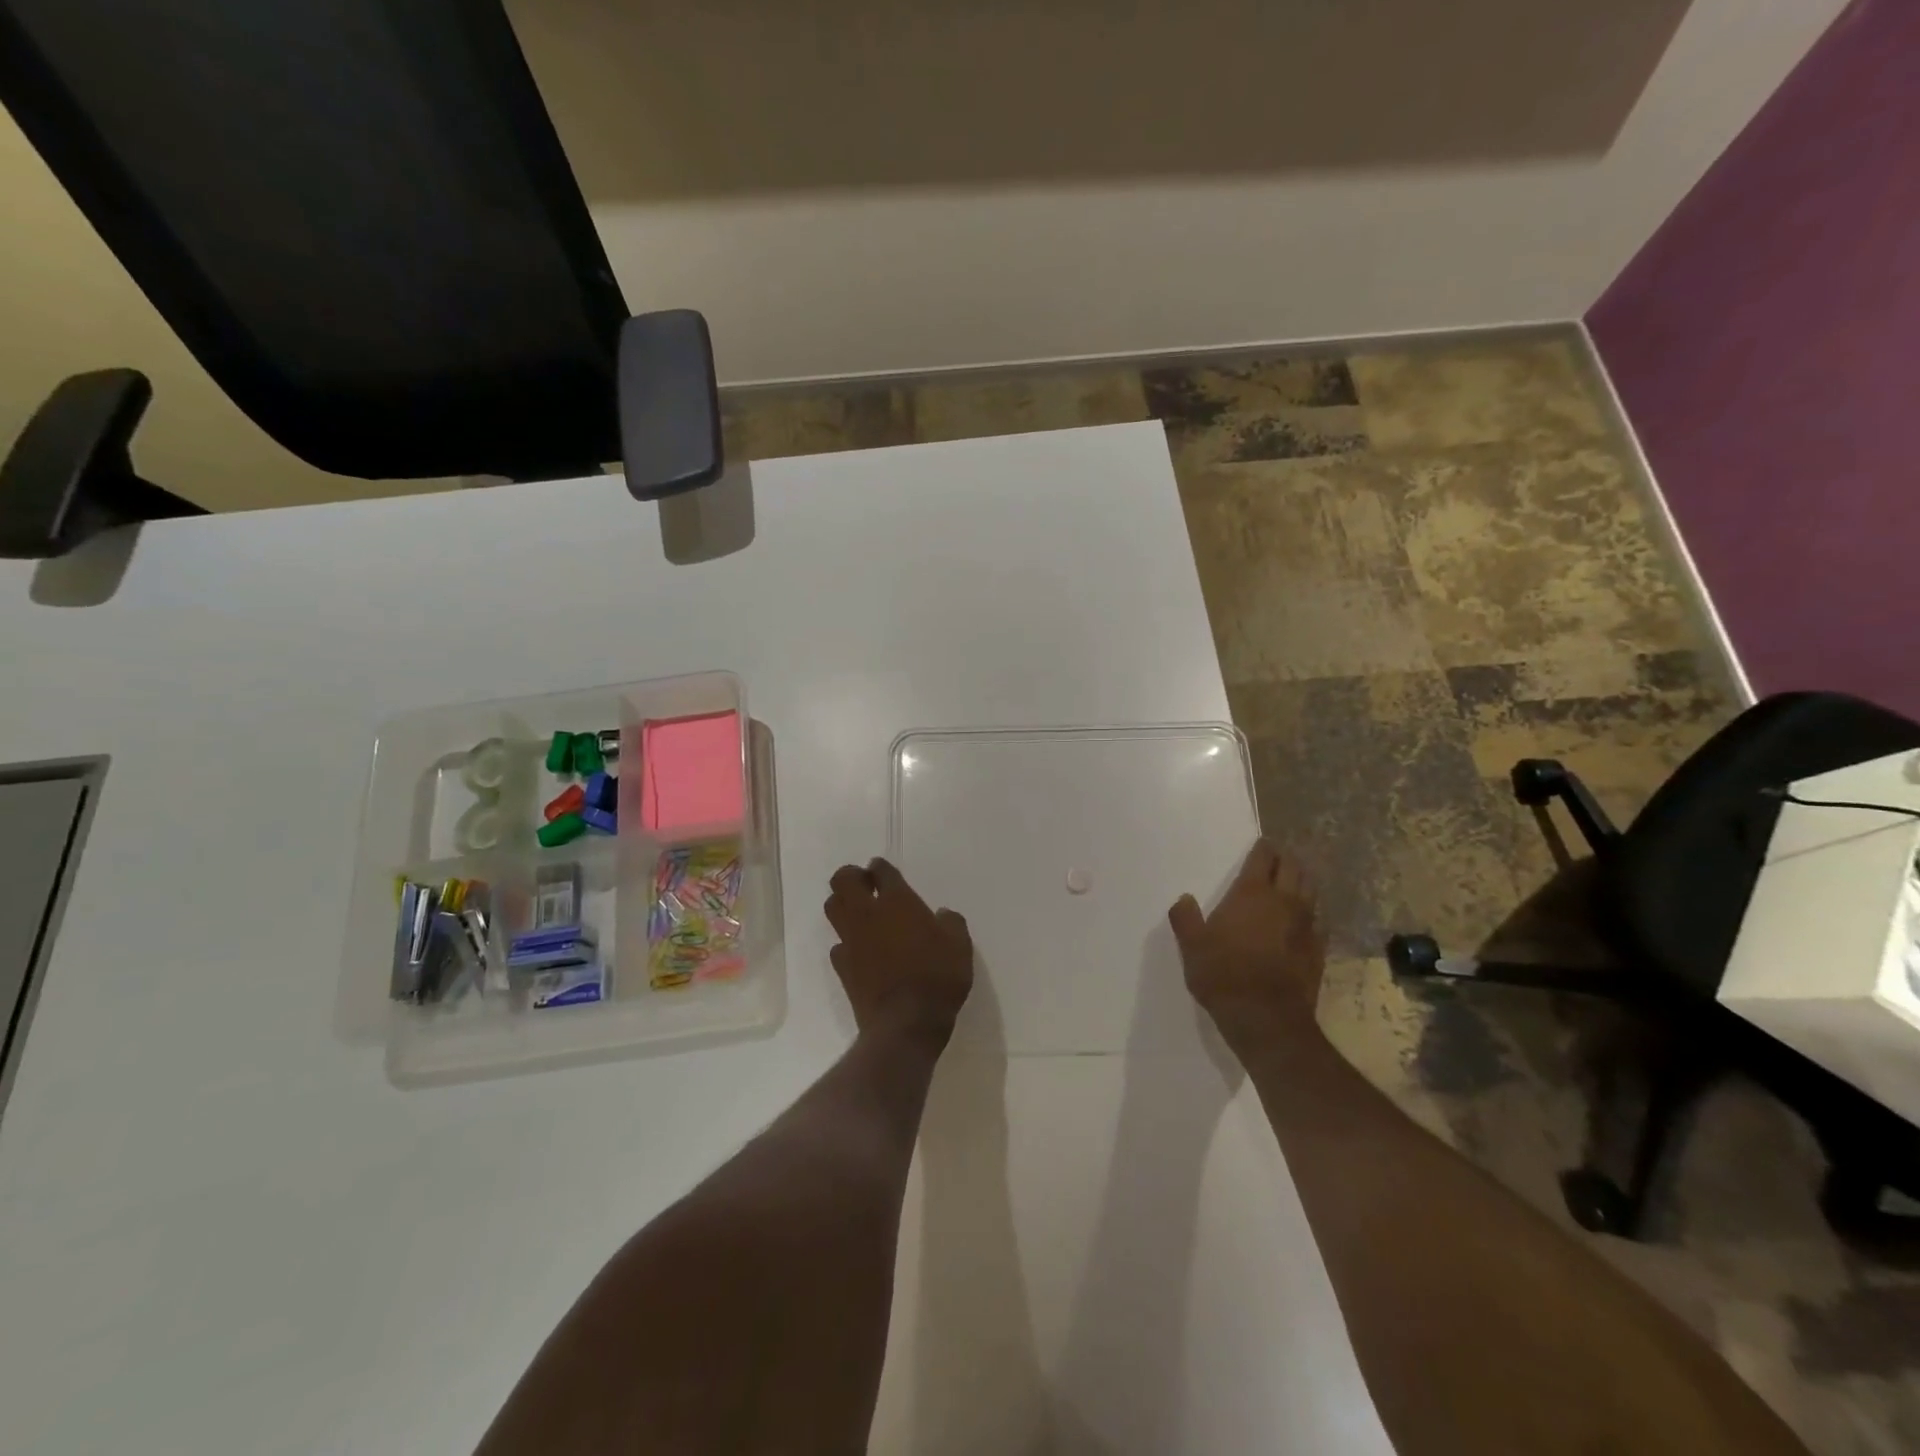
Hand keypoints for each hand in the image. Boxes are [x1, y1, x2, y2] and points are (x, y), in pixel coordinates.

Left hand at [825, 858, 973, 1046]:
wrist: (906, 1023)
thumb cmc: (938, 977)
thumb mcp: (960, 946)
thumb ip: (951, 923)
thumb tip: (942, 914)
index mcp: (898, 902)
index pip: (880, 871)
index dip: (879, 867)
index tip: (881, 871)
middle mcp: (868, 915)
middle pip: (843, 881)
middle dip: (851, 877)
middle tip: (865, 886)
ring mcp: (851, 941)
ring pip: (833, 909)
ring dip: (842, 905)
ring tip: (859, 914)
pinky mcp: (843, 968)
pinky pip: (838, 945)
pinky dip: (847, 943)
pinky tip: (860, 951)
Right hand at [1169, 839, 1326, 1051]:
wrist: (1266, 1018)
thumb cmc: (1223, 975)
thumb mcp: (1191, 947)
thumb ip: (1186, 919)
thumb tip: (1184, 899)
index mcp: (1252, 894)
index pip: (1264, 858)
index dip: (1263, 848)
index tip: (1262, 844)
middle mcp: (1283, 902)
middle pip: (1293, 868)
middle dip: (1286, 860)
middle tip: (1277, 859)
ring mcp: (1306, 926)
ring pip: (1310, 892)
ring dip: (1302, 883)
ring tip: (1293, 883)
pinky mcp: (1318, 950)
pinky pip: (1318, 922)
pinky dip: (1311, 915)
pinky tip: (1304, 922)